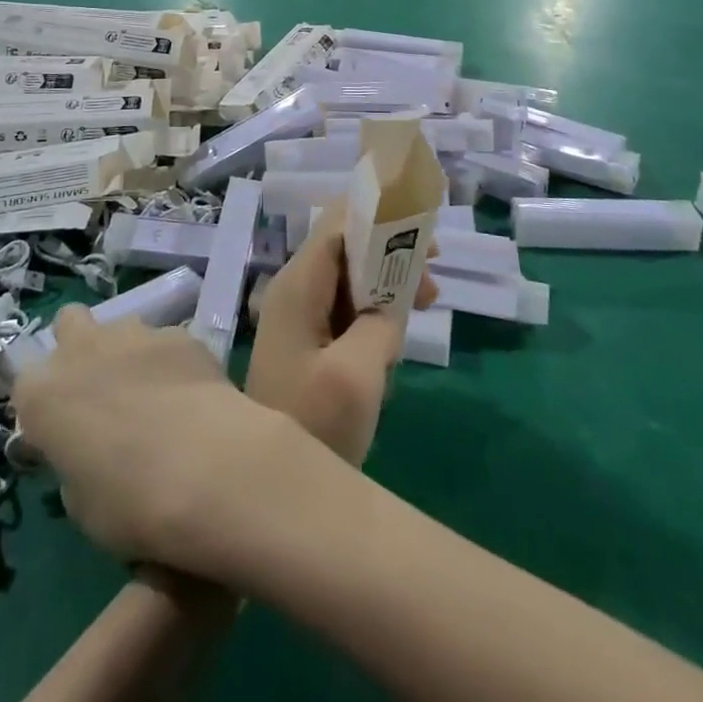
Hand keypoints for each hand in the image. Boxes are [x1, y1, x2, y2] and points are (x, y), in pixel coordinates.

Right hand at [12, 307, 316, 575]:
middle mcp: (83, 351)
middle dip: (78, 346)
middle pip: (68, 323)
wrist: (207, 468)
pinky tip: (188, 394)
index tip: (60, 427)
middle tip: (98, 389)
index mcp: (44, 396)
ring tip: (151, 393)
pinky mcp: (179, 332)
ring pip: (120, 326)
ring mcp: (134, 334)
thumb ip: (73, 463)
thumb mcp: (81, 504)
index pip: (24, 381)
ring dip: (126, 352)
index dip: (43, 402)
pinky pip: (165, 340)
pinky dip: (170, 361)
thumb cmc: (131, 503)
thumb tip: (86, 451)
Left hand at [247, 211, 436, 465]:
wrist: (266, 487)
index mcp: (298, 285)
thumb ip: (381, 323)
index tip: (421, 222)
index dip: (377, 215)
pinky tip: (403, 325)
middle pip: (345, 244)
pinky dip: (377, 304)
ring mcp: (299, 315)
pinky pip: (346, 304)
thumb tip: (391, 305)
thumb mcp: (356, 375)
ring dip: (388, 277)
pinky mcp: (308, 340)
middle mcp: (295, 289)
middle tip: (435, 264)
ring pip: (349, 274)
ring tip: (431, 296)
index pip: (337, 224)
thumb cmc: (312, 425)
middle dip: (389, 245)